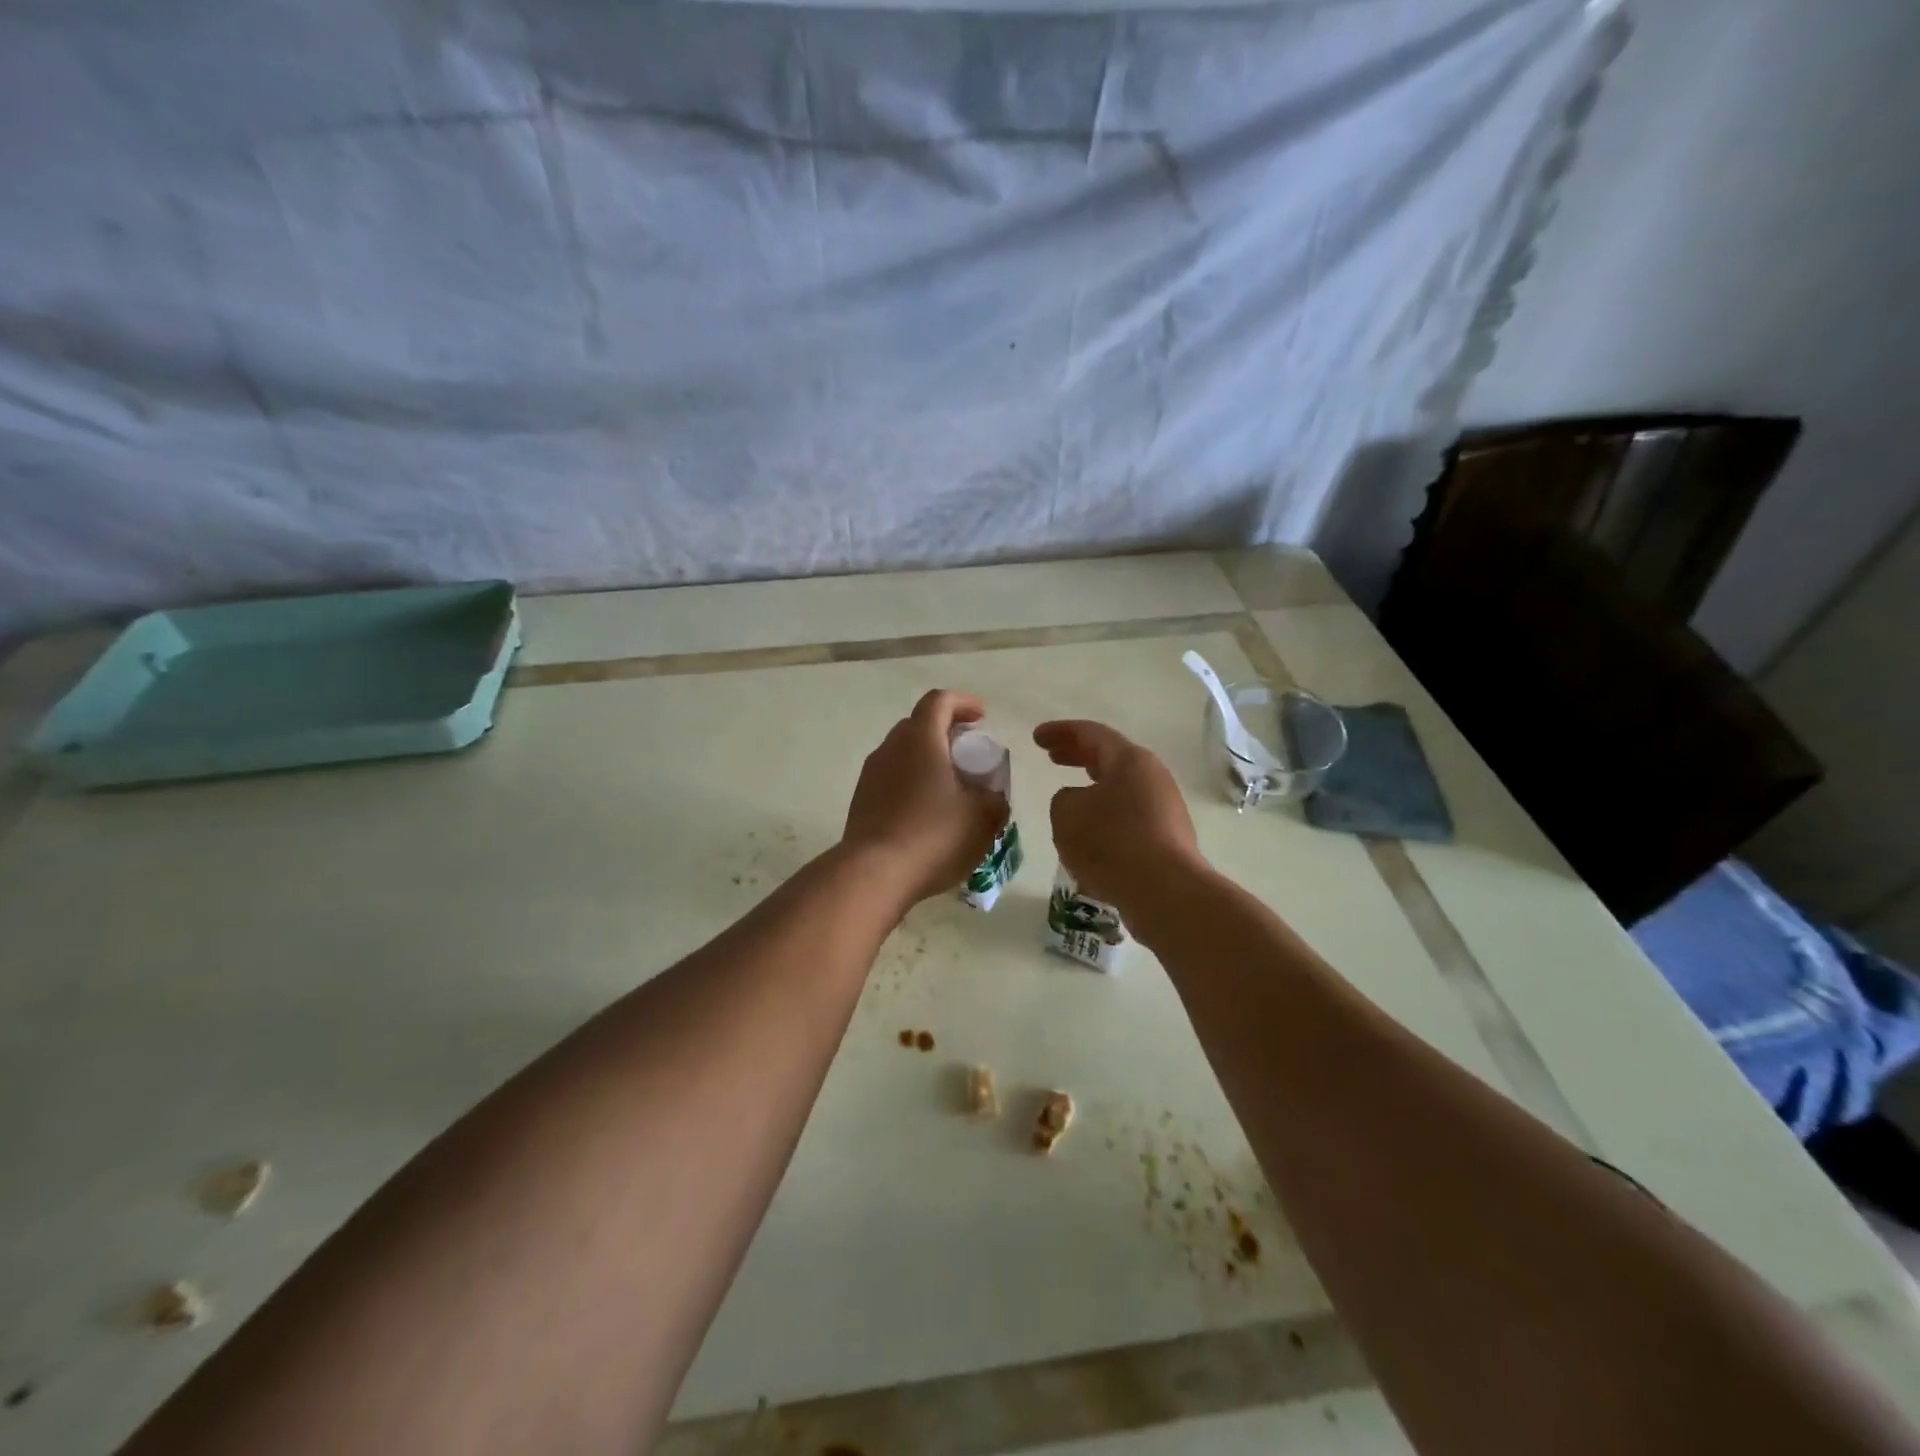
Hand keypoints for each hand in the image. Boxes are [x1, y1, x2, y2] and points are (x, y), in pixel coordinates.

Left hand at [843, 689, 1007, 906]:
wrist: (874, 873)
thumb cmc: (933, 835)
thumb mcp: (982, 818)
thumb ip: (996, 800)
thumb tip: (992, 798)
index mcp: (921, 739)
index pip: (939, 701)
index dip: (963, 702)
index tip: (982, 717)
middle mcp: (891, 748)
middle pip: (919, 725)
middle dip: (946, 732)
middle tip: (968, 754)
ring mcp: (871, 774)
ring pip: (903, 753)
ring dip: (927, 760)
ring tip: (950, 788)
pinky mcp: (862, 800)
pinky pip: (891, 779)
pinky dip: (912, 783)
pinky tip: (927, 813)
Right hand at [1033, 720, 1203, 914]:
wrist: (1165, 892)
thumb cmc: (1111, 842)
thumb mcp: (1067, 813)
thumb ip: (1064, 799)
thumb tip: (1079, 802)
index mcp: (1129, 760)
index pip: (1090, 734)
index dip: (1060, 732)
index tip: (1036, 737)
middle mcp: (1152, 777)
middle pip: (1109, 758)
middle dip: (1077, 755)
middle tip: (1052, 756)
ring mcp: (1164, 809)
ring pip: (1120, 790)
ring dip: (1093, 791)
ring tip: (1069, 800)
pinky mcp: (1167, 839)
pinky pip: (1128, 820)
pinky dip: (1105, 819)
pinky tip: (1090, 839)